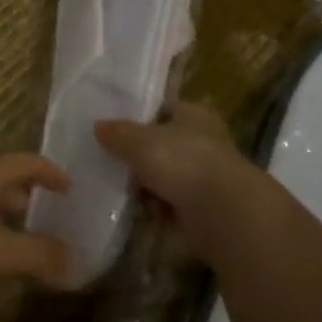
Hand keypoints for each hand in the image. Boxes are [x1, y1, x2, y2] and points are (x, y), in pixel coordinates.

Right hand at [94, 102, 268, 256]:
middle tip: (115, 166)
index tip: (115, 132)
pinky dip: (159, 209)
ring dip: (148, 186)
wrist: (222, 211)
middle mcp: (204, 140)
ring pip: (167, 176)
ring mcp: (207, 175)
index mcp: (194, 114)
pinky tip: (144, 212)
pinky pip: (173, 203)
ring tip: (126, 193)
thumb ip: (118, 133)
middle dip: (140, 158)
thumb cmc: (182, 161)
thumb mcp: (140, 141)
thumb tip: (98, 126)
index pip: (164, 109)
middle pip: (163, 145)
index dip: (141, 118)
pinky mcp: (206, 206)